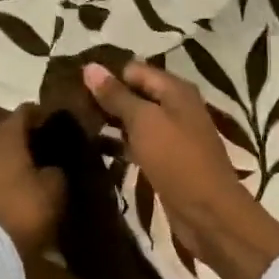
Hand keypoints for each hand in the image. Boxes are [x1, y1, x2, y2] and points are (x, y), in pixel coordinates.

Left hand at [0, 105, 66, 255]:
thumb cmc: (24, 208)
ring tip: (36, 167)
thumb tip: (53, 165)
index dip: (44, 114)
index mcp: (5, 135)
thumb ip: (57, 168)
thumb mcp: (55, 187)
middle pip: (9, 131)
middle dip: (28, 137)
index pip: (26, 110)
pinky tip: (20, 185)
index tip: (59, 123)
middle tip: (50, 146)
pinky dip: (4, 174)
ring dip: (14, 157)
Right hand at [82, 61, 278, 278]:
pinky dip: (121, 145)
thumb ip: (117, 96)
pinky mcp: (167, 161)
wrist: (208, 211)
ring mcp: (173, 136)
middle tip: (70, 107)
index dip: (107, 76)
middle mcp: (177, 107)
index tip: (75, 87)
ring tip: (75, 127)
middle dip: (107, 100)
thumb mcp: (144, 121)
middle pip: (136, 95)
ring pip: (137, 122)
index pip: (134, 70)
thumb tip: (90, 67)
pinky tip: (97, 150)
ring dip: (112, 124)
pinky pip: (140, 145)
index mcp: (176, 90)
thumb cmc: (177, 159)